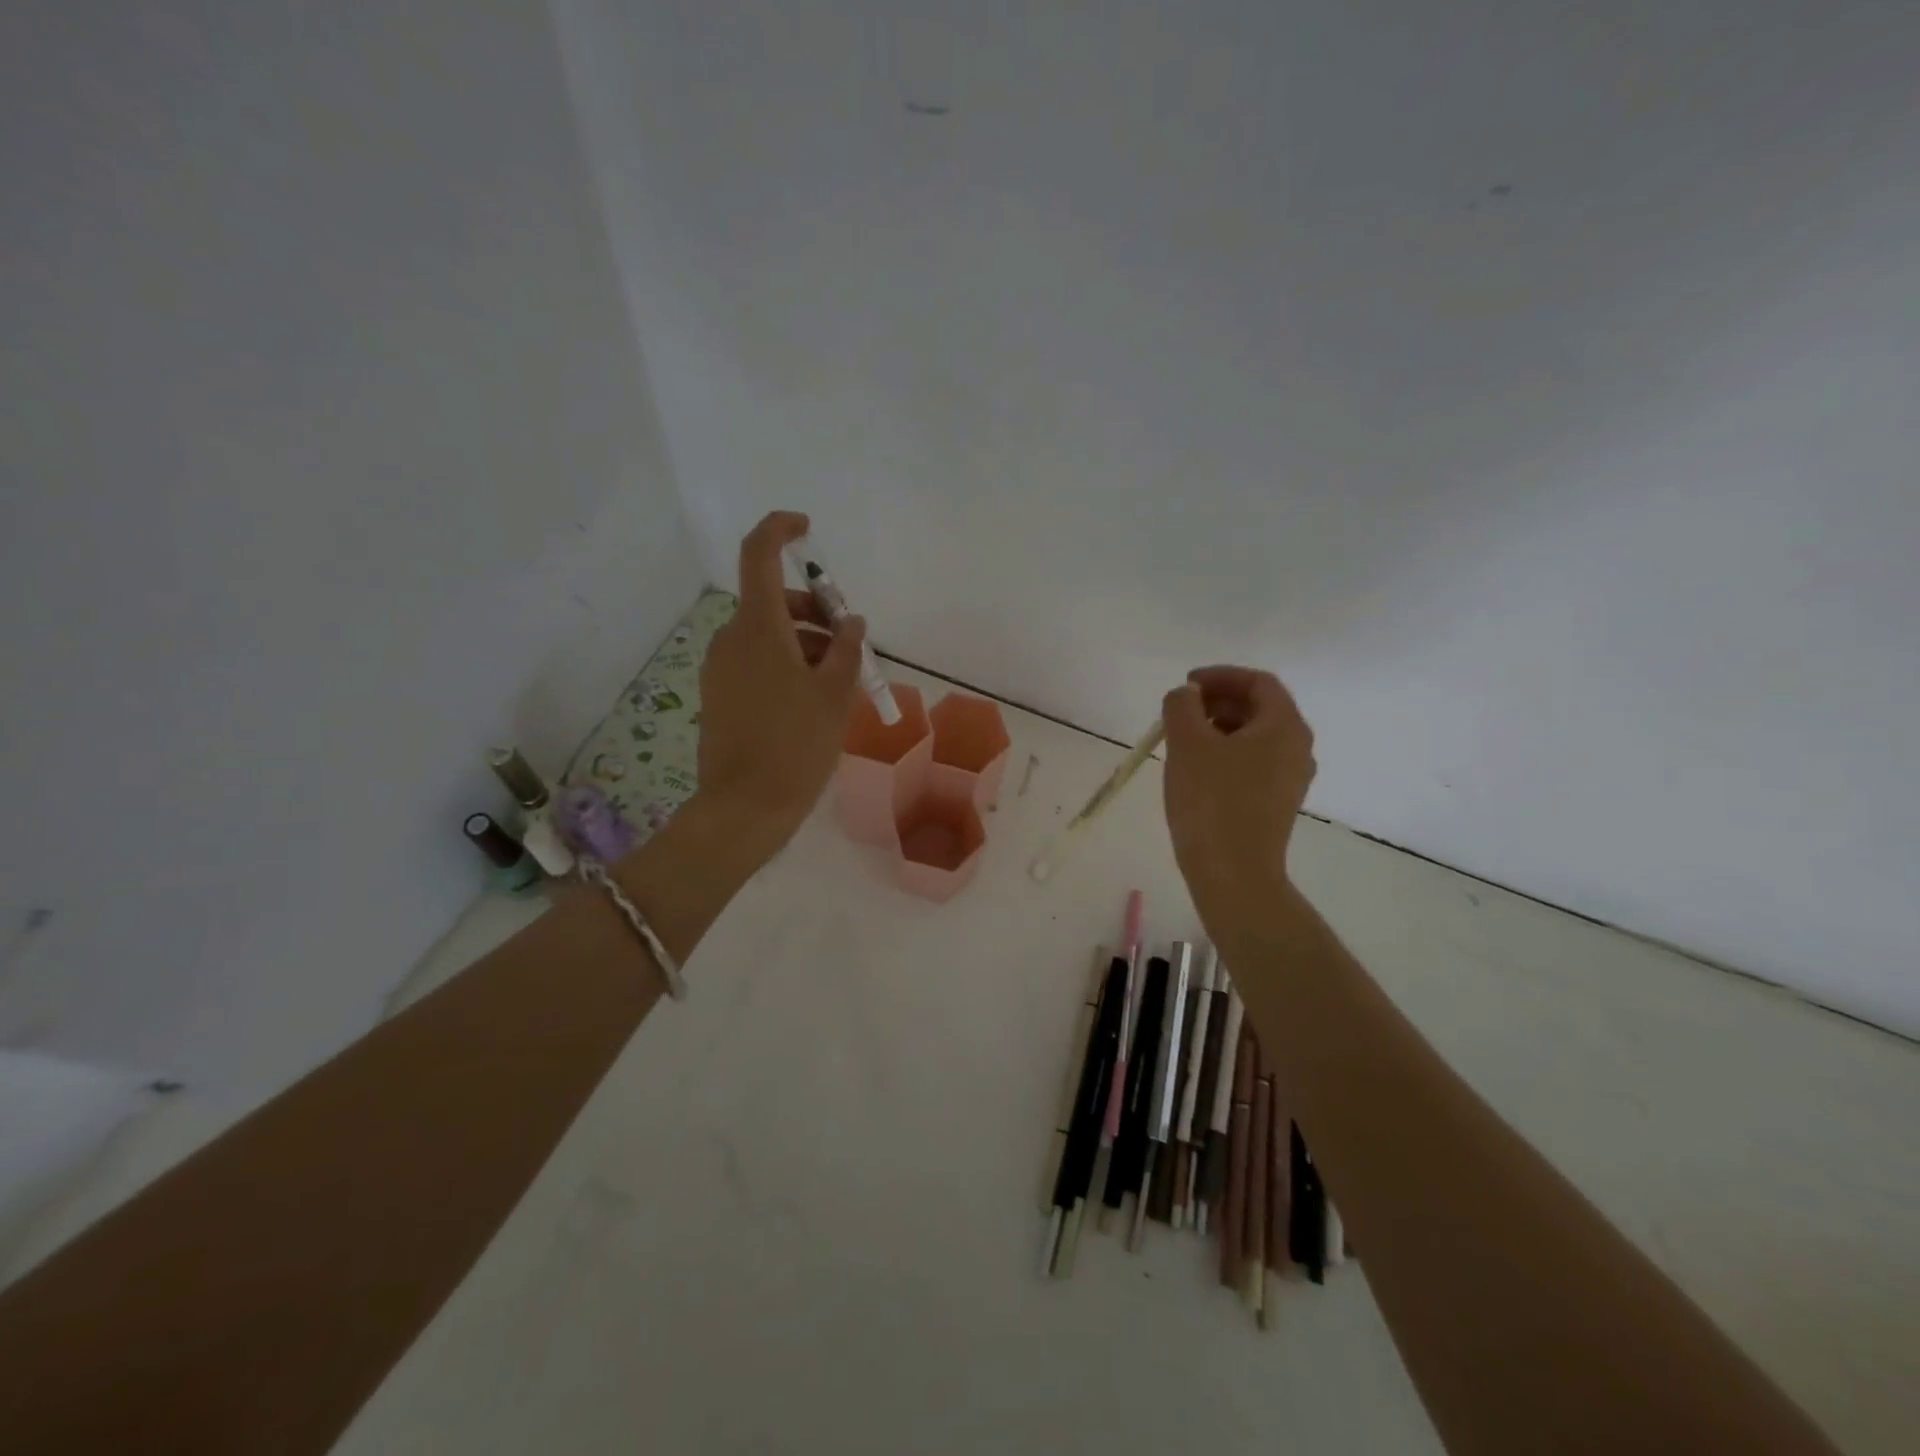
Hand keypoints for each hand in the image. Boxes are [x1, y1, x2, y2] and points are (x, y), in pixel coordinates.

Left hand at [696, 511, 866, 858]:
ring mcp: (720, 668)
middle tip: (849, 643)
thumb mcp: (835, 694)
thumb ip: (846, 649)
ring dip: (803, 643)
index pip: (759, 555)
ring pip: (766, 635)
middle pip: (772, 601)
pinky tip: (812, 700)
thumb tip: (851, 622)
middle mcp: (731, 638)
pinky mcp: (718, 694)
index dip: (780, 530)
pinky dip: (785, 665)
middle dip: (813, 611)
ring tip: (839, 681)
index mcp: (758, 627)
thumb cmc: (797, 744)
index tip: (806, 530)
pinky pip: (755, 662)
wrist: (745, 807)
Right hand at [1162, 665, 1316, 904]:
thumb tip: (1186, 694)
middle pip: (1259, 708)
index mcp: (1285, 726)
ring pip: (1255, 737)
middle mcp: (1297, 748)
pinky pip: (1253, 763)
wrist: (1233, 873)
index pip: (1258, 682)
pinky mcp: (1277, 803)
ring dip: (1219, 728)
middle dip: (1217, 701)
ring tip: (1182, 740)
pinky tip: (1196, 769)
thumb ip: (1182, 705)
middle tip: (1180, 712)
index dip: (1220, 676)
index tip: (1185, 685)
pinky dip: (1226, 753)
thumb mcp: (1187, 743)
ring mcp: (1290, 778)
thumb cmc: (1211, 801)